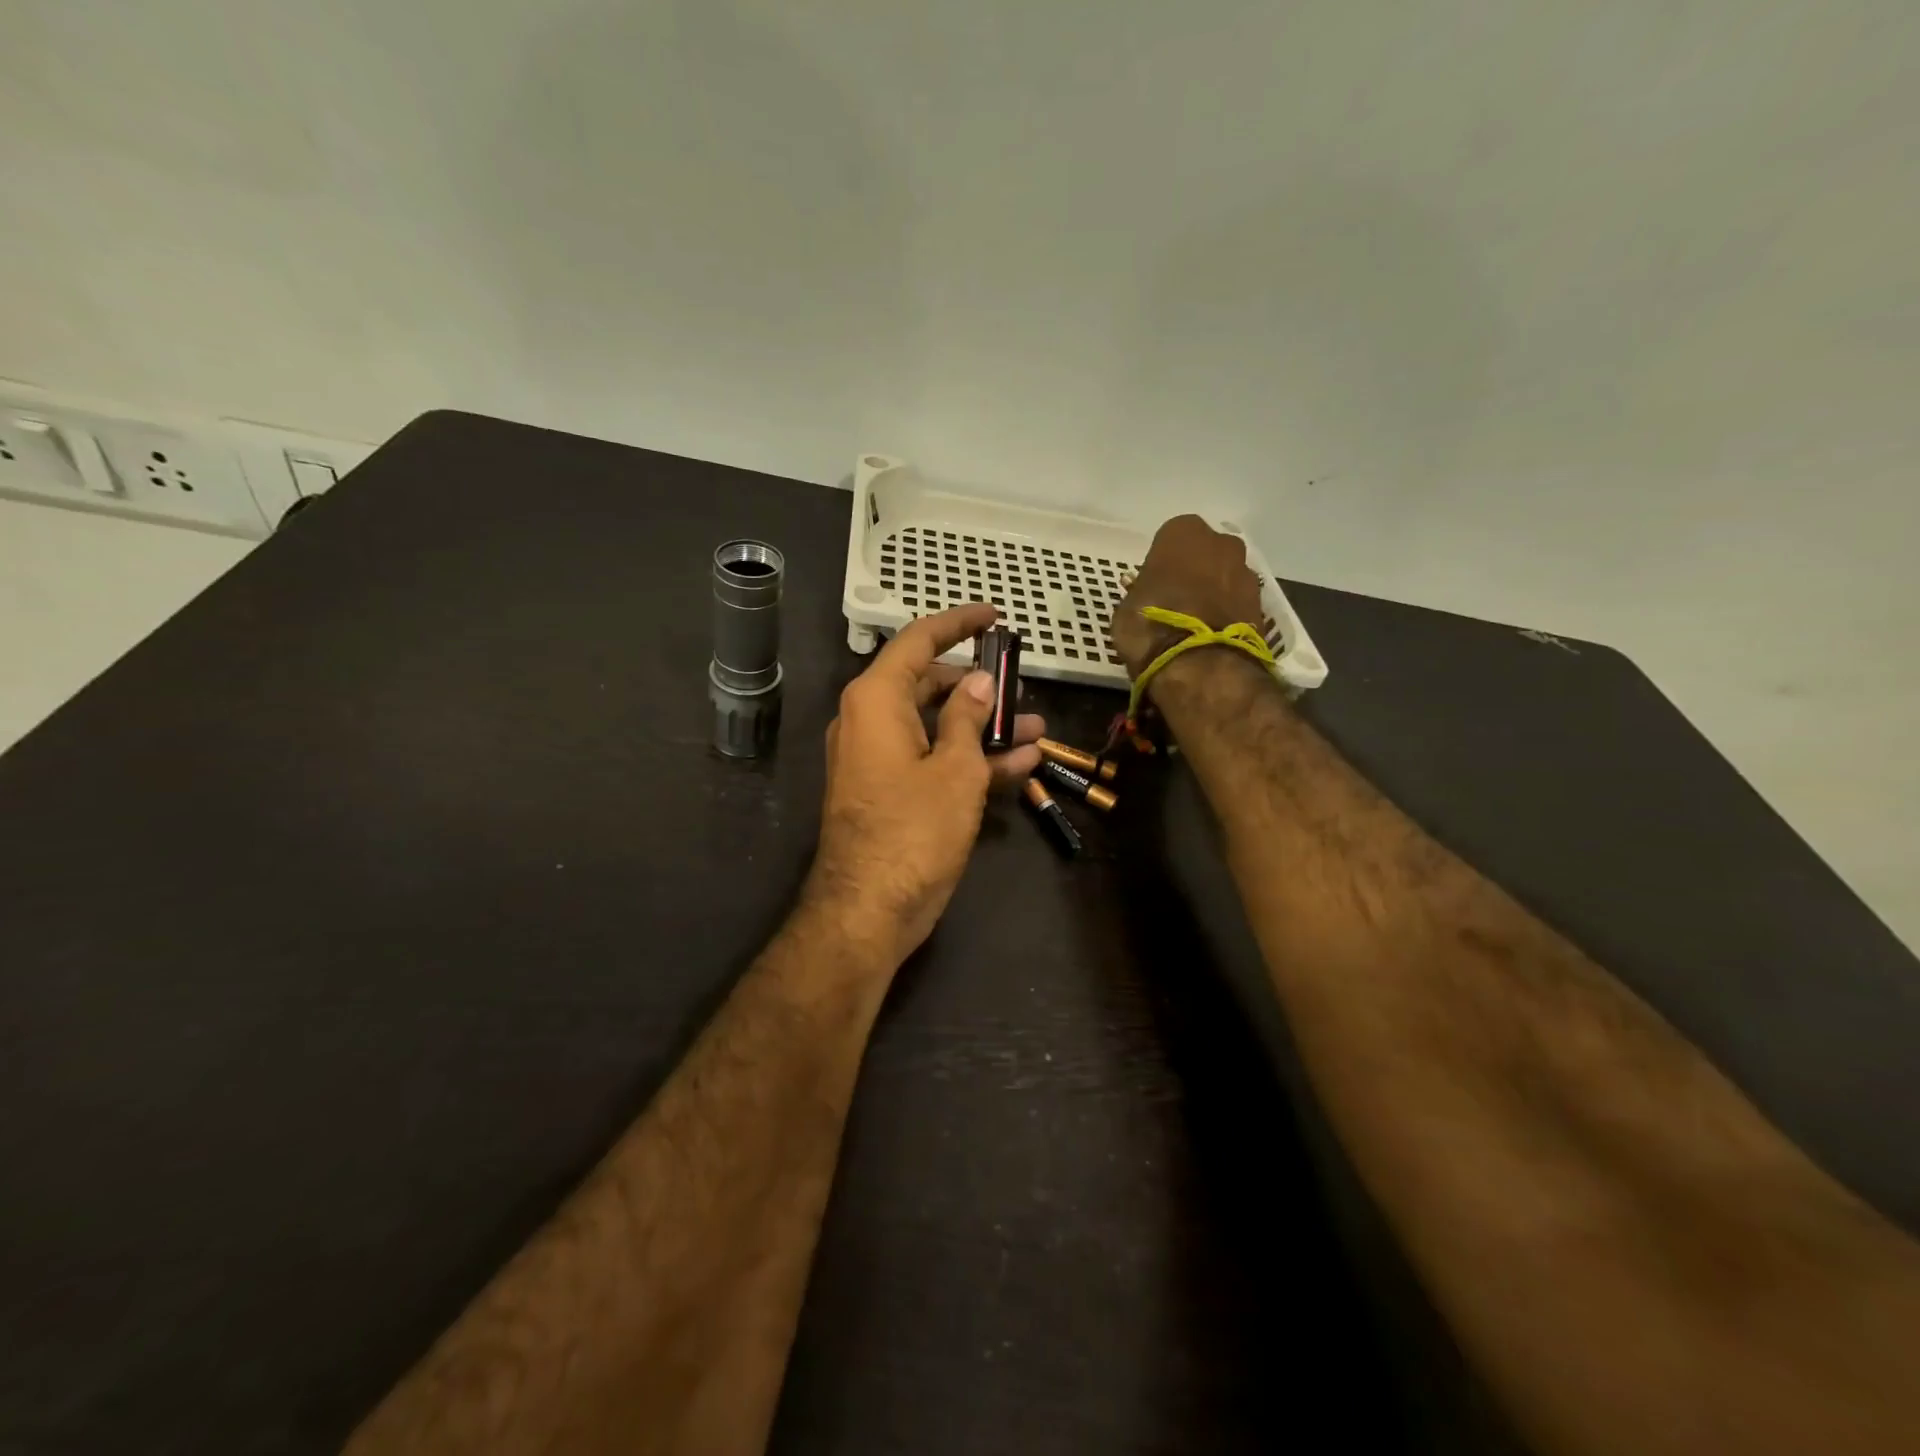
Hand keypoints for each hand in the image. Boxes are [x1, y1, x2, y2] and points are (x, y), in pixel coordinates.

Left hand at [802, 604, 1043, 969]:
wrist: (868, 910)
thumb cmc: (913, 830)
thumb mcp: (954, 768)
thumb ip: (968, 718)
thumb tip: (979, 683)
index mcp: (876, 700)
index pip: (917, 641)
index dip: (957, 623)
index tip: (994, 616)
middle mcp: (869, 720)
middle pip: (928, 683)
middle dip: (978, 685)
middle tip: (1020, 685)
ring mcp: (877, 758)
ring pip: (935, 725)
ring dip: (983, 726)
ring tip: (1036, 725)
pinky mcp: (888, 791)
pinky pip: (930, 760)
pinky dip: (968, 759)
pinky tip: (1020, 763)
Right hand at [1111, 515, 1265, 678]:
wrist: (1200, 666)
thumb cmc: (1150, 626)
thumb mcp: (1126, 608)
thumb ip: (1140, 592)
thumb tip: (1147, 595)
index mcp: (1183, 533)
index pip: (1170, 538)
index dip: (1162, 563)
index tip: (1154, 584)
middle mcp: (1221, 543)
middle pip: (1205, 553)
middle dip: (1194, 572)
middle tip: (1176, 601)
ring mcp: (1247, 573)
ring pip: (1225, 577)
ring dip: (1214, 592)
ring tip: (1196, 624)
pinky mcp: (1263, 605)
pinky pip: (1238, 603)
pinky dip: (1228, 614)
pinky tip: (1212, 636)